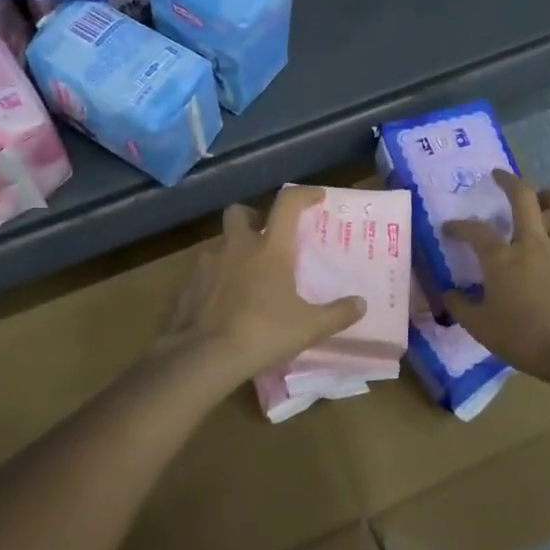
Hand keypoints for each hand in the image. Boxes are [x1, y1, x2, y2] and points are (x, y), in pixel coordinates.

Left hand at [158, 184, 366, 389]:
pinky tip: (225, 300)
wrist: (205, 355)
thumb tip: (360, 304)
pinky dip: (217, 277)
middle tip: (266, 235)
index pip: (287, 204)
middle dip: (253, 217)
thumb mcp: (309, 327)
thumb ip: (337, 314)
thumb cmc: (264, 333)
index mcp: (270, 248)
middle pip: (240, 212)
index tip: (316, 197)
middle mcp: (238, 246)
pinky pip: (205, 270)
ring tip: (247, 275)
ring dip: (234, 250)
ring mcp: (209, 263)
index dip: (304, 195)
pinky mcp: (189, 284)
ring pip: (221, 242)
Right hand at [443, 171, 549, 388]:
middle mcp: (533, 243)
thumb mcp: (480, 327)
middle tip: (500, 177)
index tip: (450, 228)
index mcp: (502, 258)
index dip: (459, 226)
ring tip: (544, 198)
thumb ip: (461, 306)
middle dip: (509, 181)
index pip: (475, 231)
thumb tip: (449, 293)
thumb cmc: (524, 338)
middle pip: (523, 197)